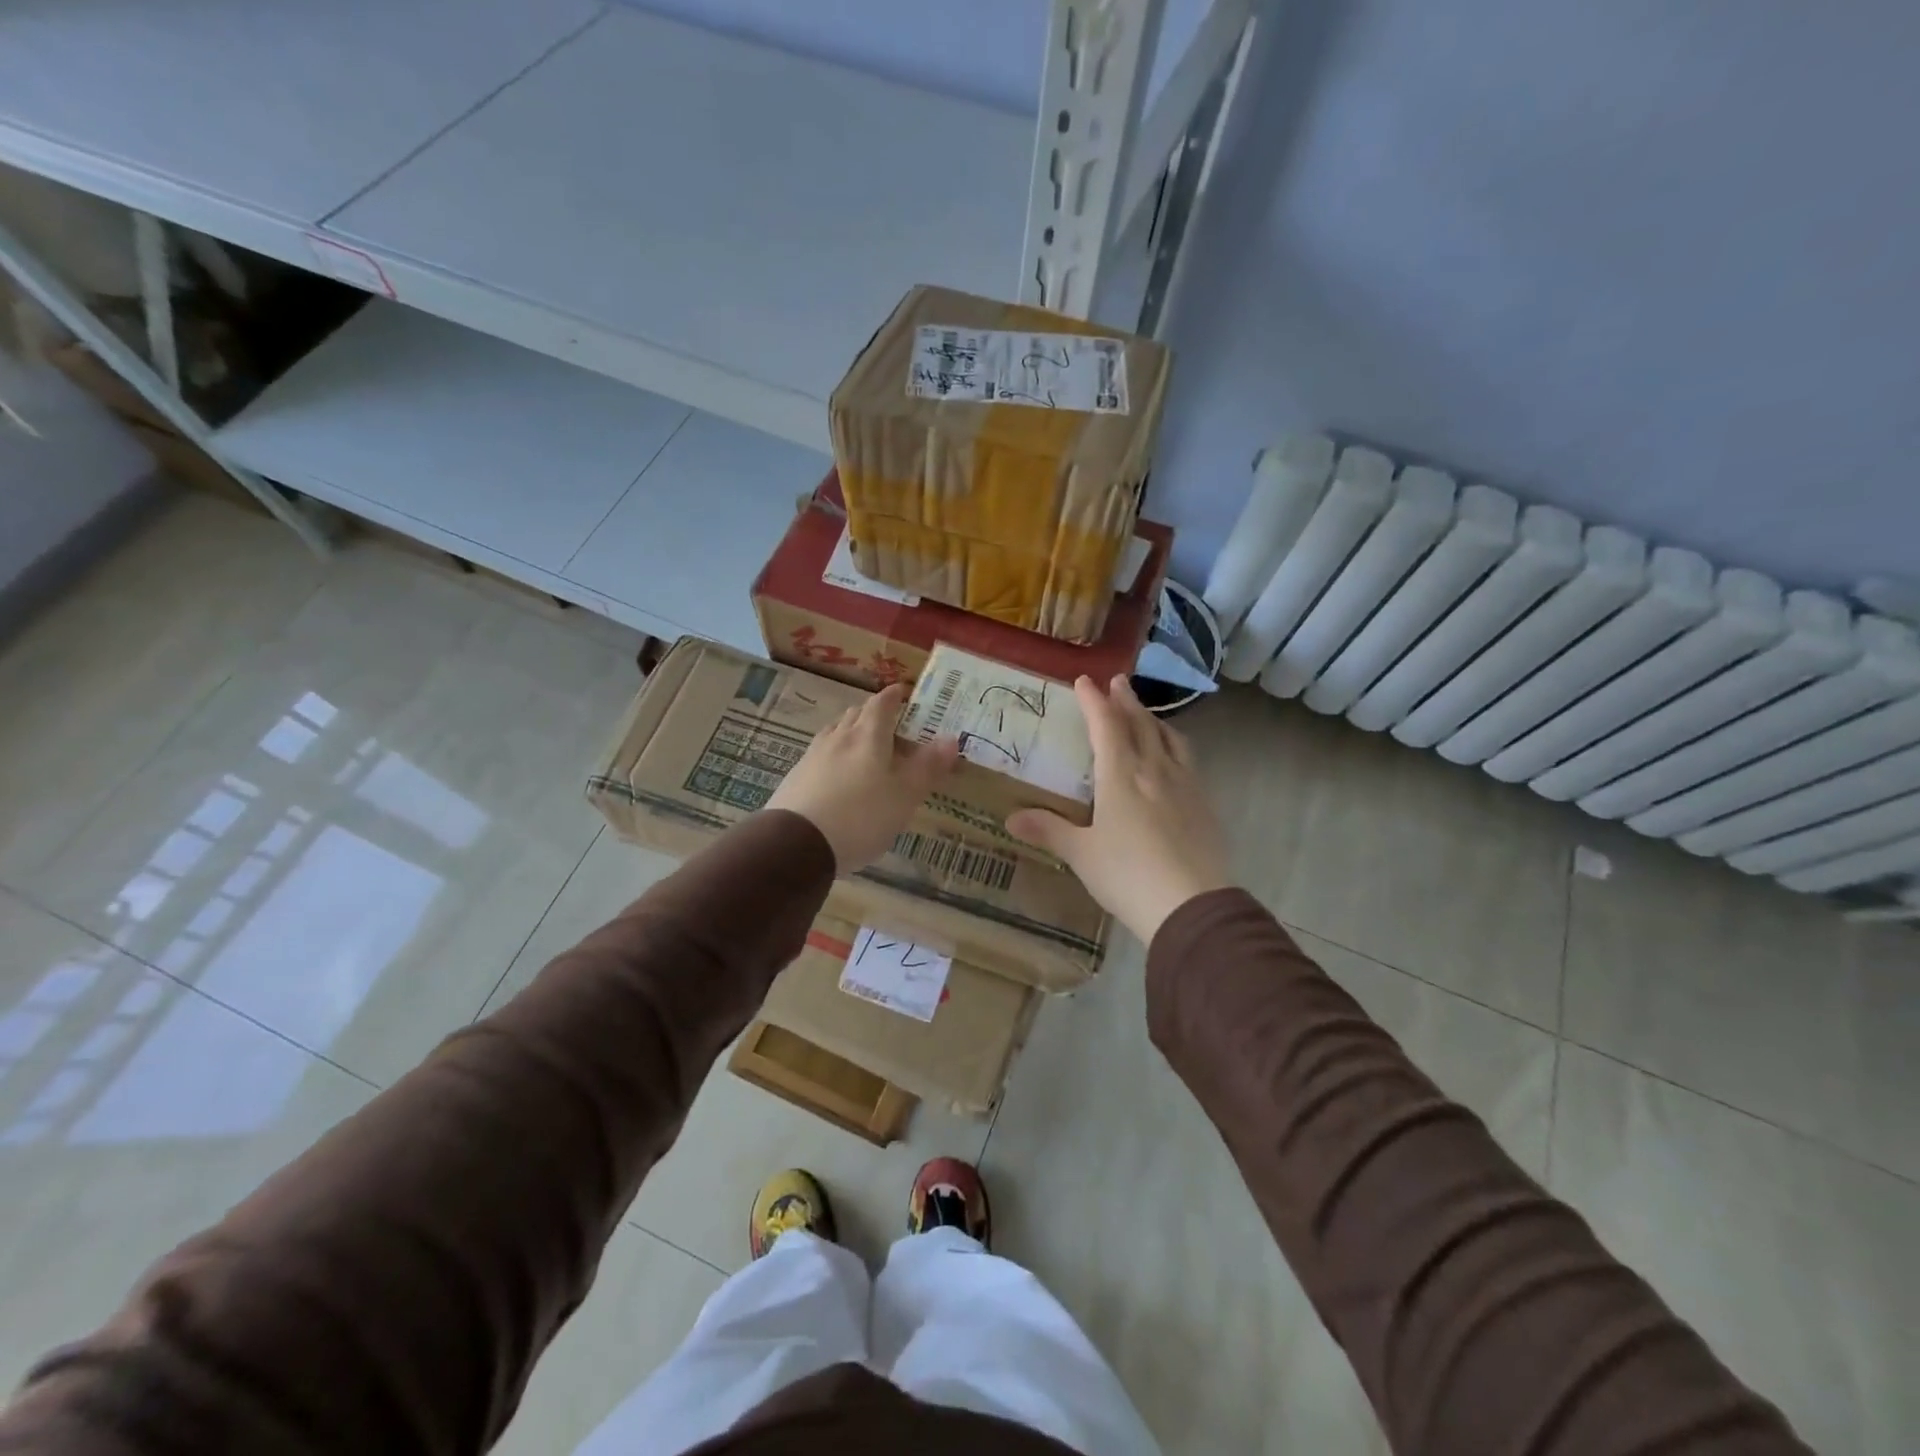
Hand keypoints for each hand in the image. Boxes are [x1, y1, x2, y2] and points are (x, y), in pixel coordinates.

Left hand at [766, 682, 960, 871]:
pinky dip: (834, 756)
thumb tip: (951, 738)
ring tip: (862, 745)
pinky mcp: (796, 777)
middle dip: (872, 713)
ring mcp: (813, 756)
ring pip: (835, 733)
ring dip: (850, 732)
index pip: (882, 704)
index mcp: (868, 736)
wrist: (797, 844)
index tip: (902, 692)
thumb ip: (928, 767)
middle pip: (855, 715)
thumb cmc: (861, 816)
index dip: (893, 696)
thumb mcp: (904, 796)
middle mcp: (839, 738)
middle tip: (888, 722)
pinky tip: (836, 774)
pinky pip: (820, 755)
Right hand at [1008, 675, 1232, 943]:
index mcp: (1121, 776)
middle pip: (1141, 725)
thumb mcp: (1082, 854)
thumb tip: (1011, 818)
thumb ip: (1049, 830)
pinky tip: (1174, 760)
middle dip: (1126, 701)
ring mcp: (1185, 786)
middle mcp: (1155, 771)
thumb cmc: (1127, 875)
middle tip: (1118, 682)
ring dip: (1154, 720)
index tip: (1085, 681)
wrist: (1192, 905)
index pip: (1106, 726)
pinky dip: (1175, 746)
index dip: (1094, 701)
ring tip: (1146, 714)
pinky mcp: (1205, 806)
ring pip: (1170, 739)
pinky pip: (1188, 762)